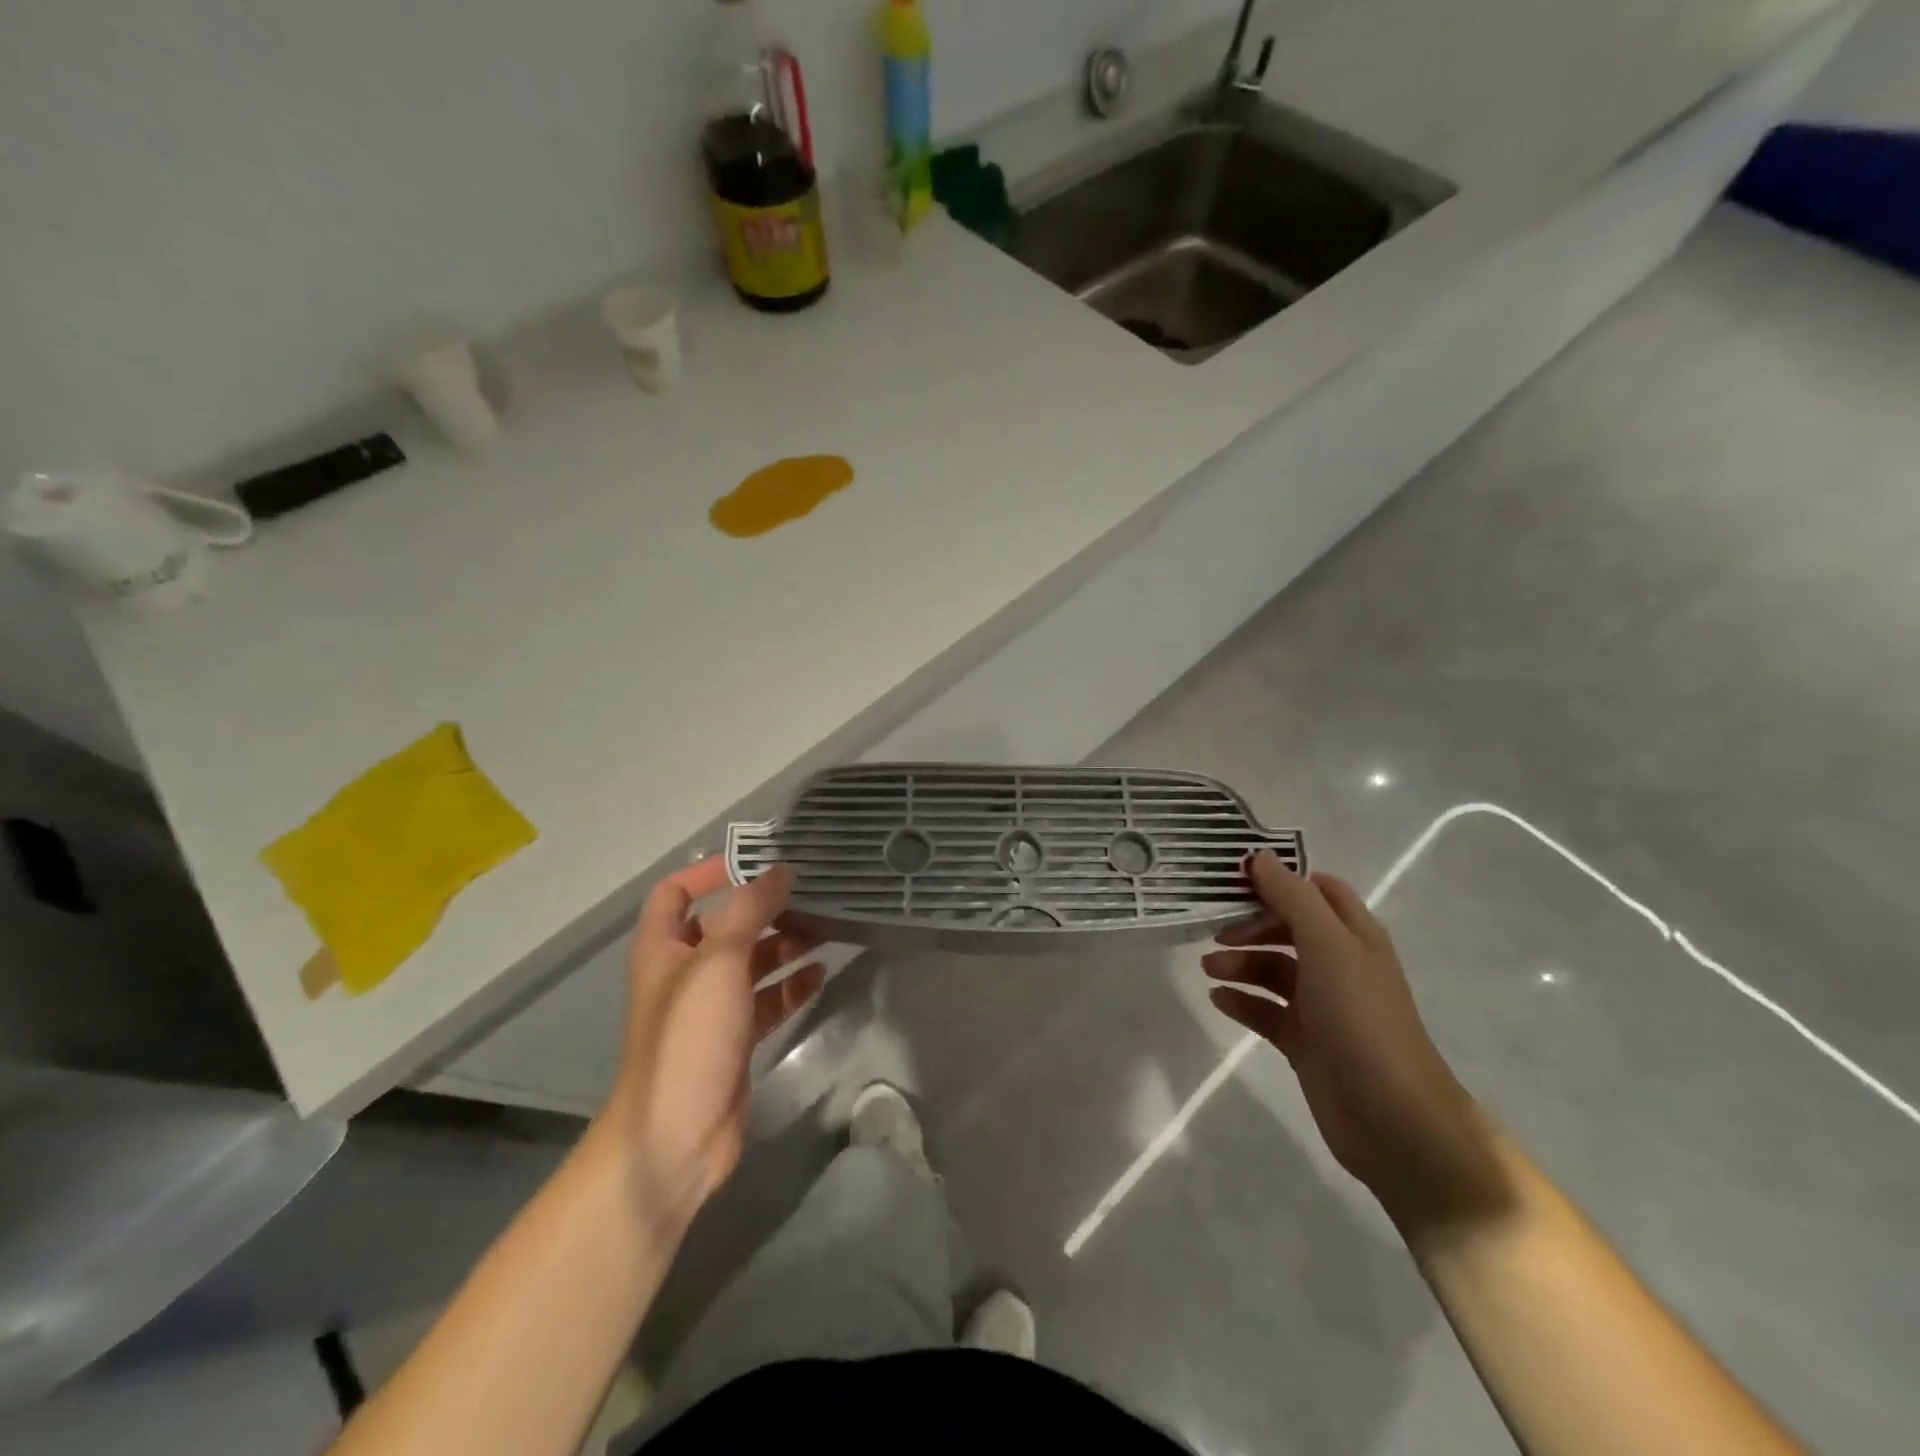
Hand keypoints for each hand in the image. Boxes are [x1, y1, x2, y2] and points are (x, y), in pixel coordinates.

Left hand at [601, 859, 825, 1226]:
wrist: (676, 1135)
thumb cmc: (689, 1037)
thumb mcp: (718, 961)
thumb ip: (750, 910)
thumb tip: (781, 870)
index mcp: (664, 948)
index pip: (676, 892)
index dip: (708, 872)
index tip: (756, 863)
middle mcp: (685, 972)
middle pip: (724, 926)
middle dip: (763, 909)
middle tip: (809, 897)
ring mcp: (711, 1008)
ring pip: (751, 963)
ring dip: (784, 946)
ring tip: (824, 932)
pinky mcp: (736, 1038)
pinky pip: (767, 1000)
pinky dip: (790, 986)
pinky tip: (820, 975)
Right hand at [1204, 851, 1513, 1238]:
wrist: (1392, 1117)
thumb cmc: (1361, 1017)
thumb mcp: (1327, 946)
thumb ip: (1292, 898)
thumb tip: (1257, 857)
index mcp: (1353, 935)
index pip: (1315, 890)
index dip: (1279, 879)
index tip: (1234, 878)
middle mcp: (1339, 964)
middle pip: (1288, 927)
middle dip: (1251, 924)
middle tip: (1216, 929)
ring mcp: (1322, 1005)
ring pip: (1273, 969)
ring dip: (1240, 962)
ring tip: (1209, 968)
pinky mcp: (1304, 1041)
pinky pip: (1266, 1010)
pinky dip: (1242, 1000)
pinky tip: (1218, 999)